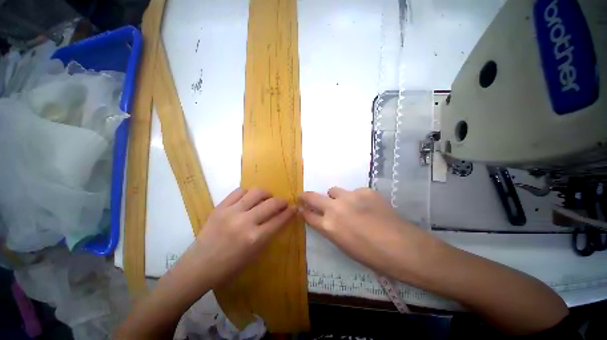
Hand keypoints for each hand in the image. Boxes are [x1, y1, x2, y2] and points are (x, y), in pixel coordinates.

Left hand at [188, 187, 295, 286]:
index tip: (294, 208)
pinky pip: (239, 191)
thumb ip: (269, 234)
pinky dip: (248, 192)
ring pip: (256, 192)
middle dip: (282, 201)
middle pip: (271, 203)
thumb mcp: (255, 254)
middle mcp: (245, 222)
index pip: (279, 219)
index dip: (290, 212)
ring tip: (267, 197)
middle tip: (284, 203)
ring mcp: (231, 212)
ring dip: (267, 193)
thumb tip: (280, 218)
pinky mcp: (220, 207)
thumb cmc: (229, 266)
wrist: (199, 266)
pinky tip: (250, 198)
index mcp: (255, 238)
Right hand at [299, 187, 437, 281]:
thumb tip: (325, 218)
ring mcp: (350, 196)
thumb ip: (331, 229)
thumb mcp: (343, 245)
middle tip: (304, 196)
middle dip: (306, 196)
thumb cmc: (371, 255)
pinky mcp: (365, 190)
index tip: (300, 207)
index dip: (303, 211)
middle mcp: (335, 208)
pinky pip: (355, 192)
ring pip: (334, 190)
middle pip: (313, 197)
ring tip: (348, 205)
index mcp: (329, 227)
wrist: (401, 246)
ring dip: (336, 197)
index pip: (308, 215)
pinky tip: (368, 207)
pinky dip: (356, 198)